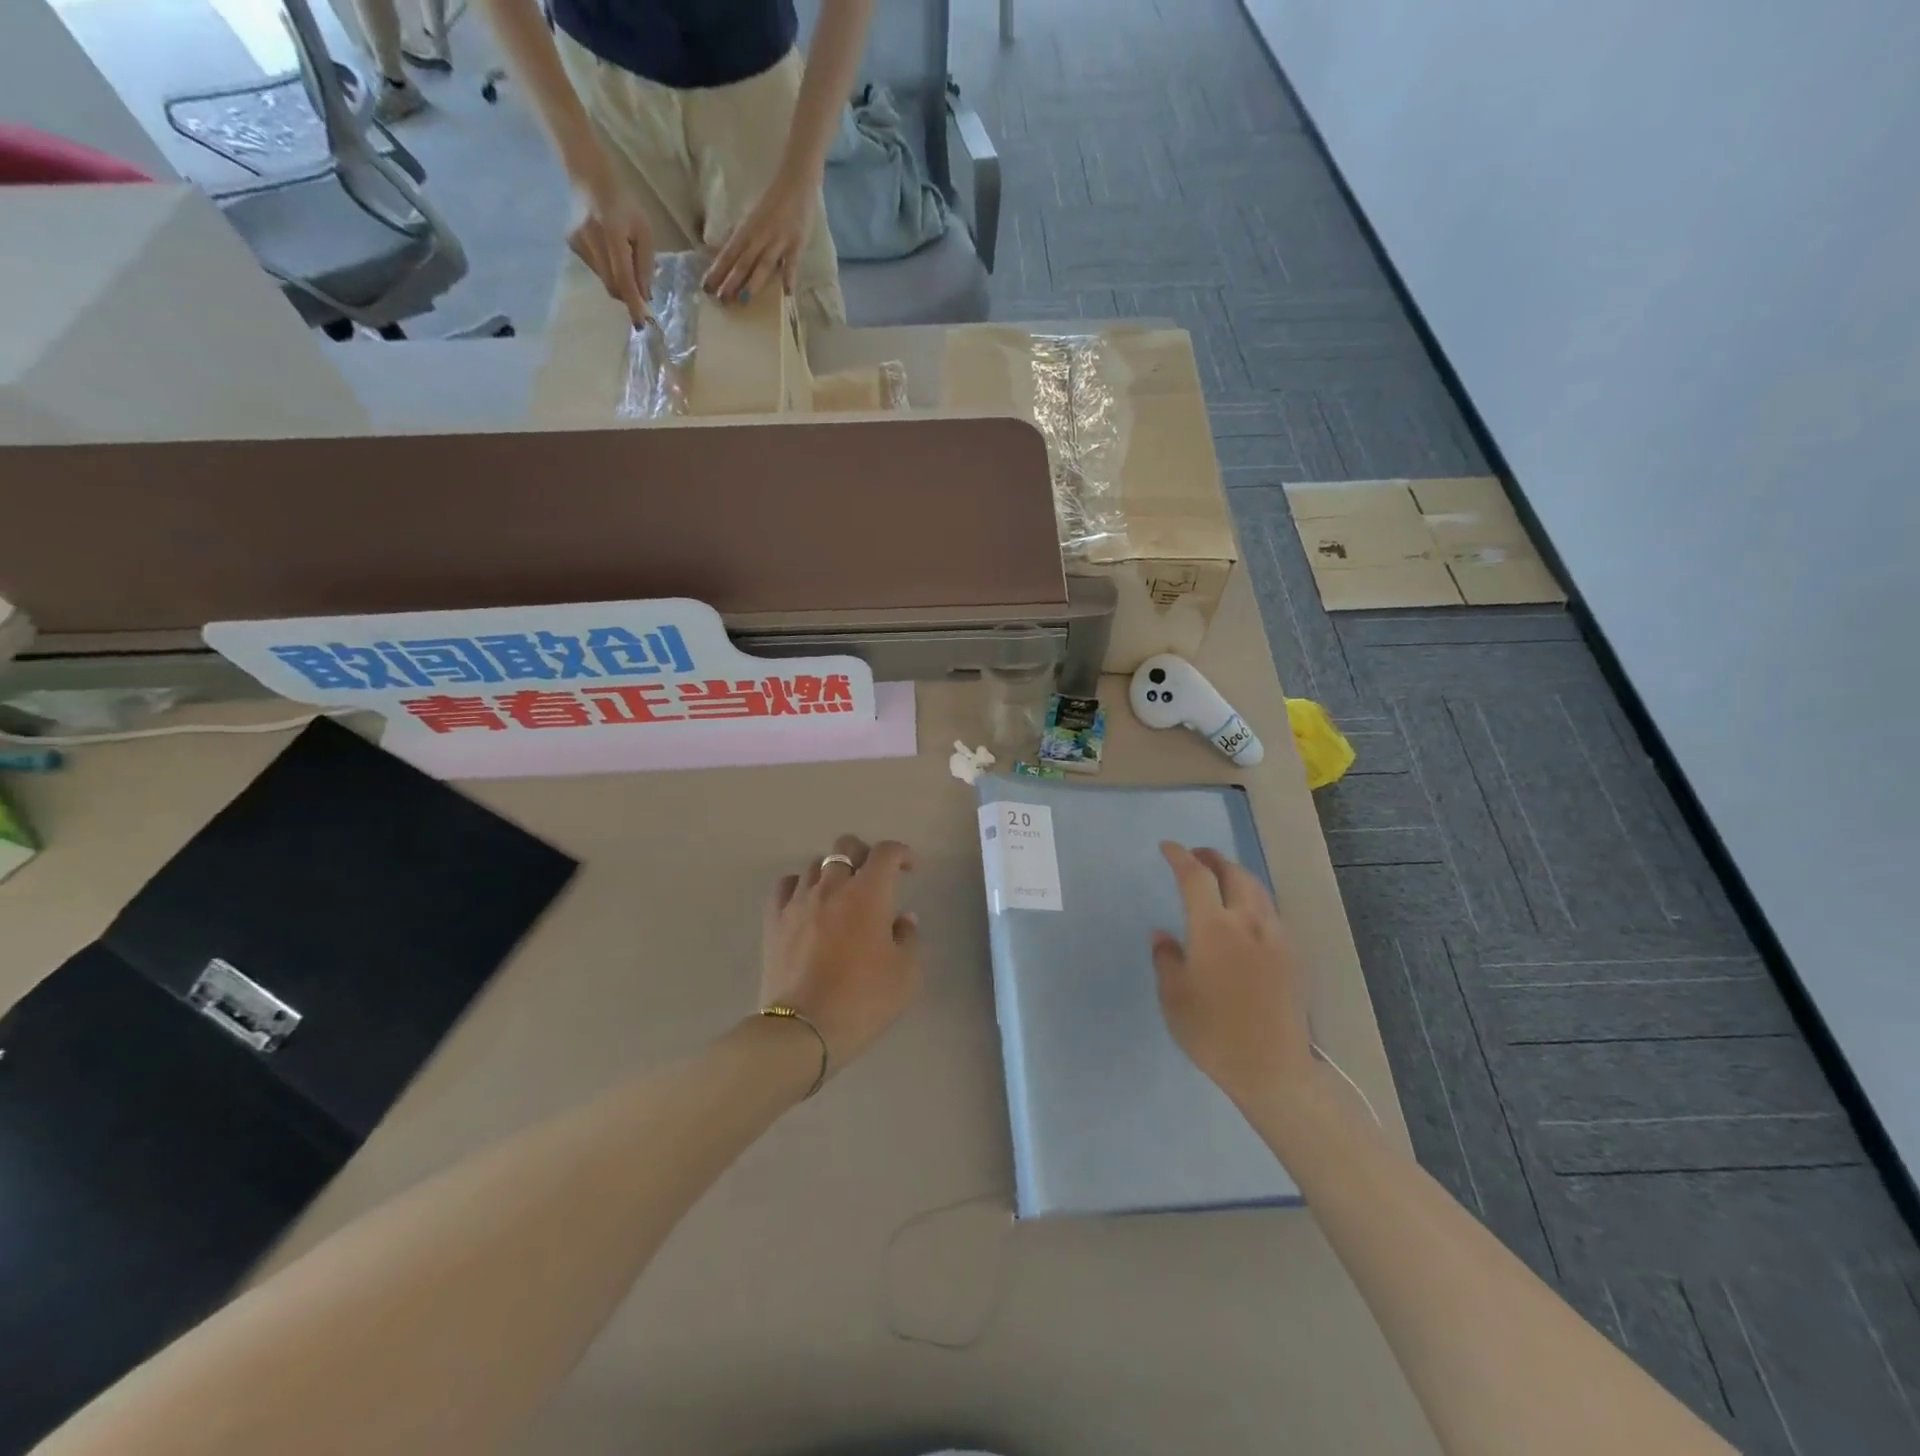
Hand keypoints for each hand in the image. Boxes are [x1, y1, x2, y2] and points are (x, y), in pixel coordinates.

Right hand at [566, 157, 653, 325]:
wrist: (589, 176)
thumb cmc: (624, 204)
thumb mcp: (644, 232)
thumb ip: (645, 265)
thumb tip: (644, 296)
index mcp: (613, 233)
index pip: (623, 277)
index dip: (633, 302)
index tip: (641, 323)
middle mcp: (592, 239)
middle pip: (613, 284)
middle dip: (628, 295)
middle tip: (641, 292)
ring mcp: (578, 242)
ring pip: (604, 279)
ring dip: (618, 280)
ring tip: (622, 256)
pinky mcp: (572, 243)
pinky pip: (596, 269)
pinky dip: (607, 269)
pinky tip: (608, 250)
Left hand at [703, 164, 816, 304]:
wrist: (796, 180)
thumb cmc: (773, 200)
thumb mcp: (752, 216)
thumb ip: (742, 236)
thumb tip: (724, 253)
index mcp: (746, 229)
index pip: (728, 253)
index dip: (717, 270)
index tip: (706, 287)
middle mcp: (760, 236)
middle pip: (742, 262)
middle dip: (731, 281)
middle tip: (721, 300)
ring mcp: (779, 240)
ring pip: (763, 264)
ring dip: (753, 283)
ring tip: (744, 300)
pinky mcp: (797, 243)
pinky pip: (792, 263)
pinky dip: (789, 277)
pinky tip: (786, 293)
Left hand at [761, 835, 921, 1076]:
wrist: (804, 1030)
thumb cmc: (863, 1000)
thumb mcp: (906, 975)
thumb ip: (908, 938)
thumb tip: (903, 919)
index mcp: (868, 894)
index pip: (886, 853)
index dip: (901, 853)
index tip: (909, 869)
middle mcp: (832, 887)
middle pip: (845, 847)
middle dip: (865, 854)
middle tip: (875, 878)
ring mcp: (798, 902)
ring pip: (815, 865)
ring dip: (833, 873)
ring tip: (841, 896)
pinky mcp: (774, 921)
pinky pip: (786, 886)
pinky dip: (800, 886)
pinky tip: (808, 903)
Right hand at [1152, 842, 1314, 1108]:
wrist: (1273, 1069)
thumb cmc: (1213, 1032)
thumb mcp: (1173, 997)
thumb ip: (1167, 959)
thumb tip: (1164, 935)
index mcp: (1214, 927)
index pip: (1196, 876)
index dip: (1180, 857)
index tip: (1167, 848)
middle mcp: (1248, 922)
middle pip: (1234, 873)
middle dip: (1213, 858)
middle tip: (1195, 856)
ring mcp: (1276, 937)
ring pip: (1257, 889)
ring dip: (1236, 875)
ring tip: (1220, 878)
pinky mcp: (1292, 955)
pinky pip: (1271, 911)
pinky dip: (1253, 898)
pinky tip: (1246, 915)